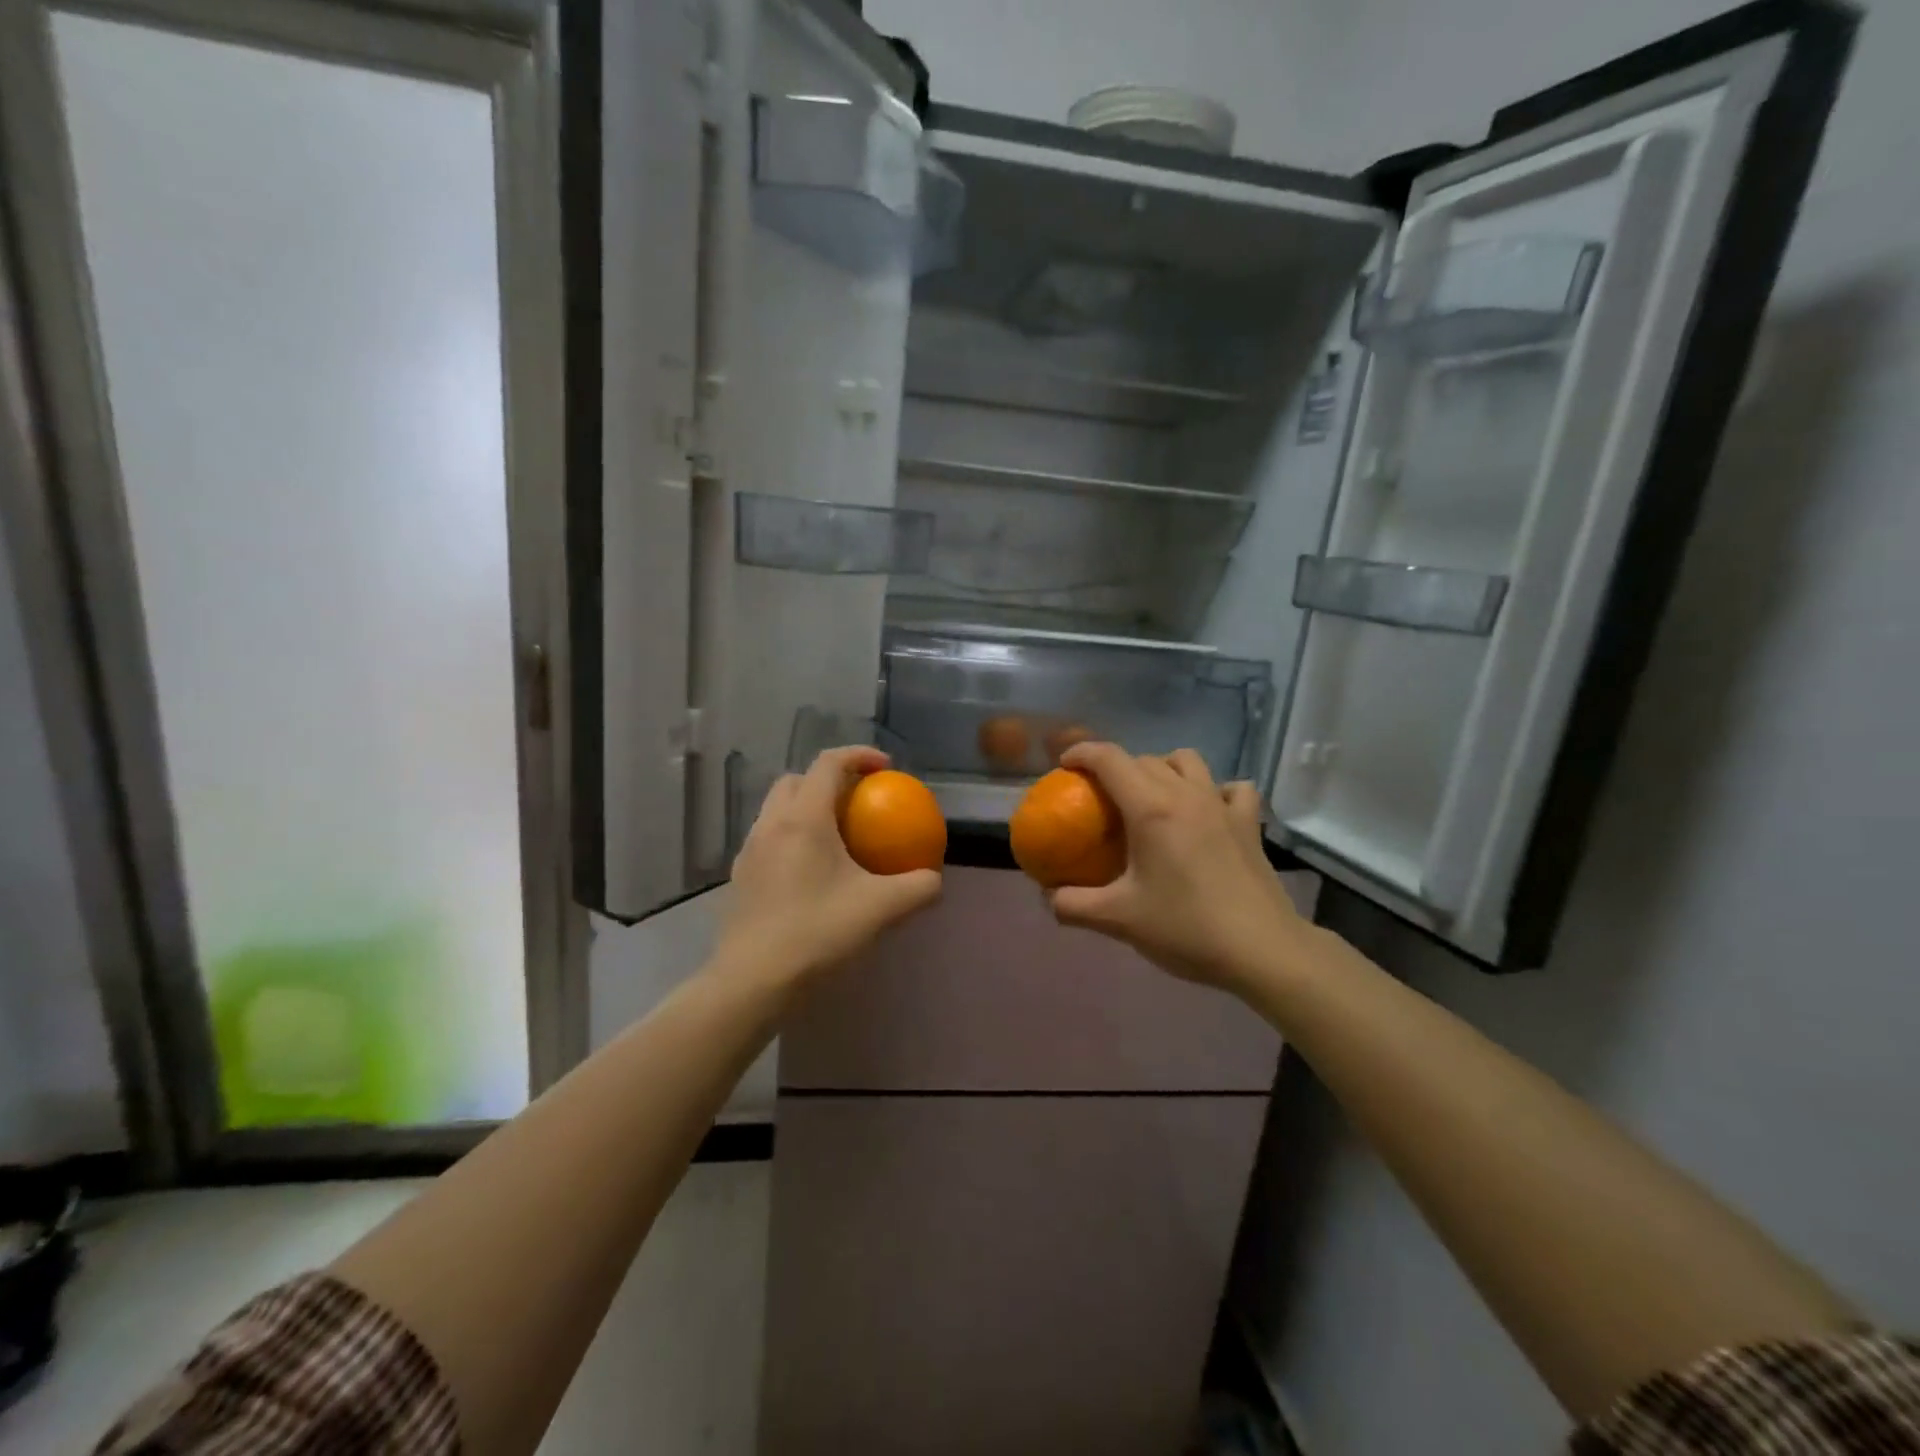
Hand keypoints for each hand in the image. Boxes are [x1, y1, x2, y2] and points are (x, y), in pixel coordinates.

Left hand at [717, 746, 941, 987]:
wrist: (752, 982)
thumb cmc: (816, 933)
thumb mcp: (881, 909)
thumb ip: (917, 888)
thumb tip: (934, 879)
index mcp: (803, 819)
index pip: (828, 763)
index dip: (859, 756)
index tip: (886, 769)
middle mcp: (770, 824)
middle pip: (796, 780)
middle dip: (828, 779)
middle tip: (857, 801)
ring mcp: (749, 850)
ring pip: (777, 809)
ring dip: (806, 808)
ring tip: (835, 836)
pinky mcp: (740, 876)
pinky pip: (768, 838)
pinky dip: (792, 837)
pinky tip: (811, 873)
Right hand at [1048, 743, 1311, 992]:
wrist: (1262, 951)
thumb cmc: (1186, 928)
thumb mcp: (1118, 920)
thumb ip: (1073, 905)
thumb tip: (1047, 896)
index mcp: (1151, 808)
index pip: (1110, 759)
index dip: (1082, 753)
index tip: (1064, 766)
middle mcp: (1186, 794)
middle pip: (1144, 759)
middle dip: (1116, 767)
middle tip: (1100, 796)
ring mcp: (1223, 805)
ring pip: (1187, 761)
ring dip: (1162, 768)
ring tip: (1150, 797)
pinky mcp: (1249, 823)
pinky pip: (1231, 788)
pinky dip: (1213, 790)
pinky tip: (1206, 811)